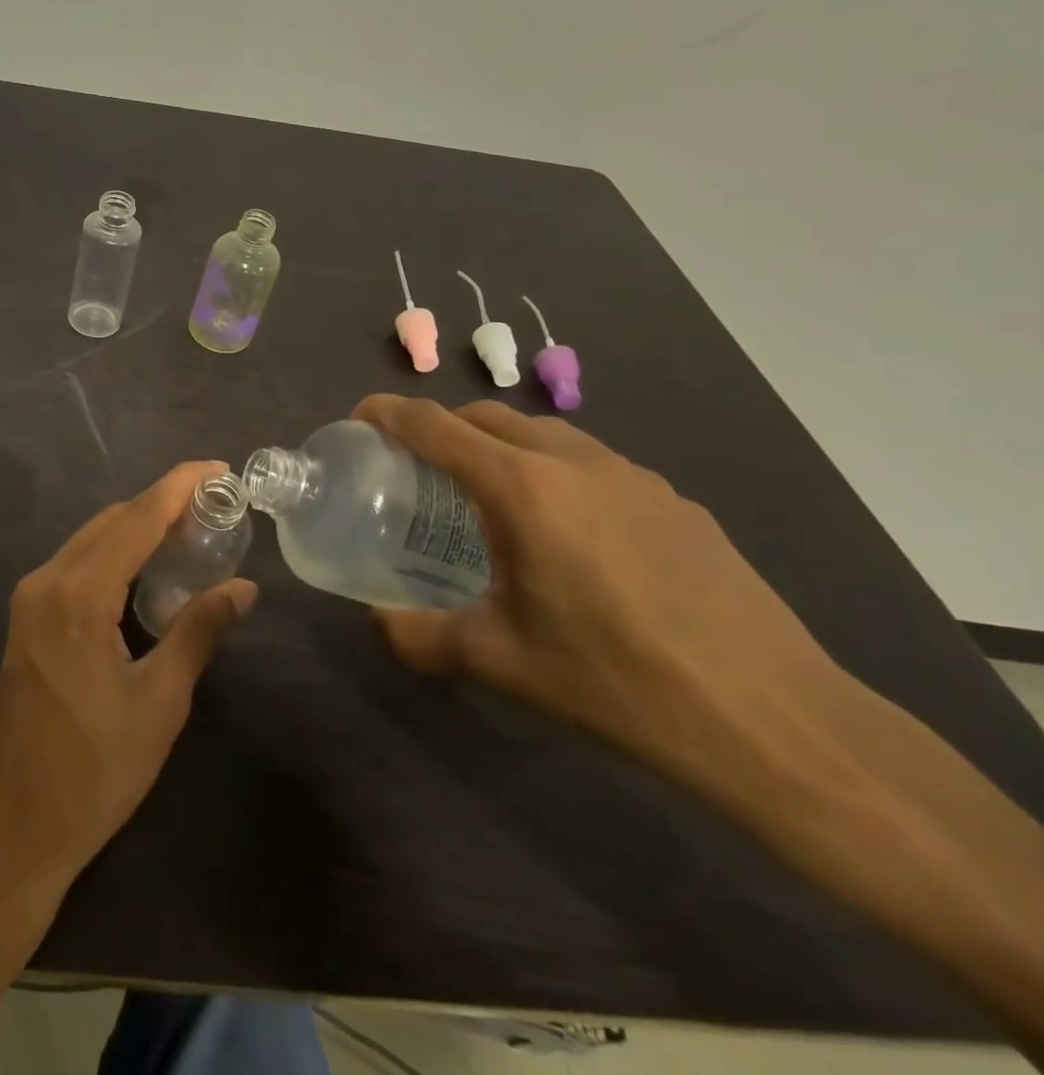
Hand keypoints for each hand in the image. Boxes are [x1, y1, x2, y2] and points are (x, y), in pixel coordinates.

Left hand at [0, 461, 256, 911]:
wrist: (11, 829)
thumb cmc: (93, 772)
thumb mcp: (159, 703)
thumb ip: (199, 633)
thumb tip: (243, 589)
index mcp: (78, 595)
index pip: (137, 519)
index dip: (179, 487)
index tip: (218, 468)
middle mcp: (45, 582)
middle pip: (111, 522)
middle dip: (161, 504)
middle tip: (214, 506)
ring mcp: (27, 601)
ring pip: (90, 540)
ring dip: (136, 527)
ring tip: (189, 531)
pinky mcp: (23, 621)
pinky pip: (74, 565)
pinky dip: (112, 553)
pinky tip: (144, 569)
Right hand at [353, 396, 845, 787]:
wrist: (777, 723)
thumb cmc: (616, 681)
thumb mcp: (498, 662)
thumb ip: (419, 636)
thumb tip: (378, 622)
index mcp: (523, 488)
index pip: (436, 426)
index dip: (389, 412)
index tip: (359, 416)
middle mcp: (577, 463)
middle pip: (489, 416)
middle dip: (443, 426)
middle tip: (416, 465)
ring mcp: (636, 478)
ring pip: (546, 433)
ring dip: (501, 445)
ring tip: (488, 496)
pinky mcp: (679, 504)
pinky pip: (594, 464)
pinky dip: (554, 472)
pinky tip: (567, 534)